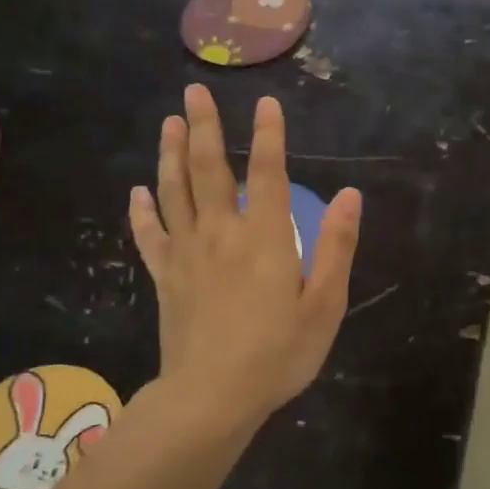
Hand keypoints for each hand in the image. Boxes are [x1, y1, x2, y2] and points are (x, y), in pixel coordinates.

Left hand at [128, 85, 360, 437]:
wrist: (212, 398)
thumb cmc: (278, 353)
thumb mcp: (324, 305)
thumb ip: (337, 247)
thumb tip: (352, 196)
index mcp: (265, 237)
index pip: (267, 172)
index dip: (268, 135)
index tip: (265, 103)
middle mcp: (221, 233)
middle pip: (208, 169)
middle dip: (203, 126)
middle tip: (194, 91)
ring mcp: (186, 254)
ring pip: (173, 192)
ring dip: (170, 154)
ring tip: (170, 123)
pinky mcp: (164, 278)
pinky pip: (149, 235)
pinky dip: (142, 211)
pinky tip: (137, 192)